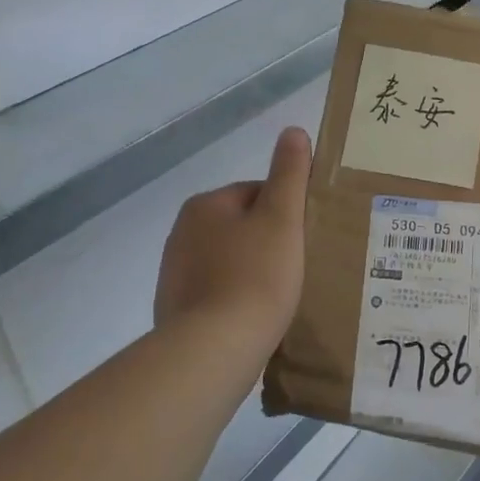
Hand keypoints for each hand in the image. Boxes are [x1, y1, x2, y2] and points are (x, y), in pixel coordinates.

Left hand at [155, 127, 311, 357]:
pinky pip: (215, 293)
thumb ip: (289, 173)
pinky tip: (254, 319)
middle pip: (241, 227)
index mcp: (205, 205)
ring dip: (251, 272)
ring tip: (280, 296)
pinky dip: (234, 300)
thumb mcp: (282, 218)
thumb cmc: (256, 276)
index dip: (287, 213)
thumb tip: (293, 131)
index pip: (257, 193)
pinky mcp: (174, 309)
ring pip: (228, 261)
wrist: (213, 349)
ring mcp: (173, 274)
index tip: (306, 239)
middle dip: (268, 243)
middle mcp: (182, 233)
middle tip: (298, 267)